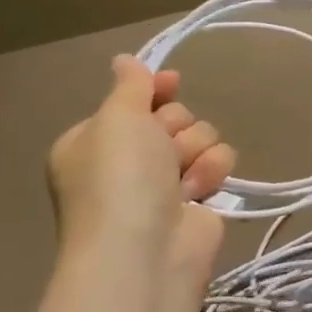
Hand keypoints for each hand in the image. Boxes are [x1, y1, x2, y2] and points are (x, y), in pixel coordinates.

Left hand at [47, 56, 236, 294]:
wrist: (143, 251)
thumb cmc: (119, 178)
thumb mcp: (116, 118)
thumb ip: (129, 85)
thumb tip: (123, 60)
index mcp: (94, 142)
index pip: (131, 101)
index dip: (153, 90)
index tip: (172, 82)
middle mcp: (127, 162)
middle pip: (171, 117)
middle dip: (175, 126)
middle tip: (163, 145)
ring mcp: (162, 184)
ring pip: (200, 137)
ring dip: (196, 149)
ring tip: (182, 175)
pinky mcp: (196, 202)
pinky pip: (218, 163)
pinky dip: (211, 172)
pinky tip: (198, 191)